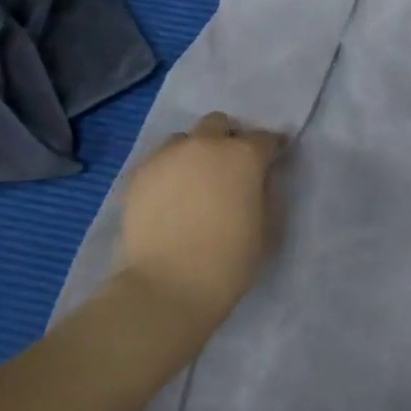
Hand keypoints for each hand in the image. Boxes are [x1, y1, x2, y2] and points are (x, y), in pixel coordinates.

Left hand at [113, 111, 287, 329]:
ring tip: (195, 179)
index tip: (272, 160)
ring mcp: (168, 156)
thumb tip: (259, 178)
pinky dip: (169, 169)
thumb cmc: (228, 262)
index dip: (271, 149)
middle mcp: (206, 144)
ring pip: (184, 138)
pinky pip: (159, 160)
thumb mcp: (266, 227)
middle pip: (219, 124)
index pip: (265, 138)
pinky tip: (170, 195)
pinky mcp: (139, 173)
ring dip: (195, 151)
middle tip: (229, 167)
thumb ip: (266, 192)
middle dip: (228, 138)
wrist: (167, 287)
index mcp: (243, 155)